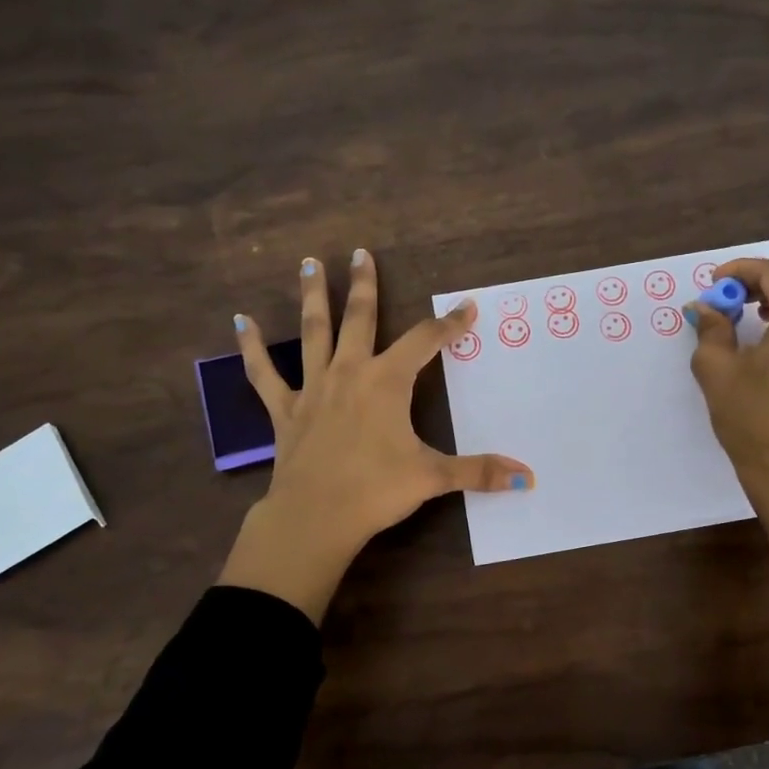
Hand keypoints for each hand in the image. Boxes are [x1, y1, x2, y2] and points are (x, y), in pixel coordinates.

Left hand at [216, 249, 532, 621]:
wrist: (315, 516)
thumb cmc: (376, 490)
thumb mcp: (433, 477)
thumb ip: (479, 472)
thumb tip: (528, 477)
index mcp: (387, 382)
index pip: (426, 342)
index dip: (449, 324)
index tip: (466, 307)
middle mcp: (350, 373)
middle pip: (360, 319)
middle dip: (365, 286)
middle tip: (361, 253)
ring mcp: (313, 388)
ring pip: (313, 332)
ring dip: (313, 296)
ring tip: (308, 262)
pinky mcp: (286, 409)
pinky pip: (265, 373)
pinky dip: (252, 348)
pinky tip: (240, 322)